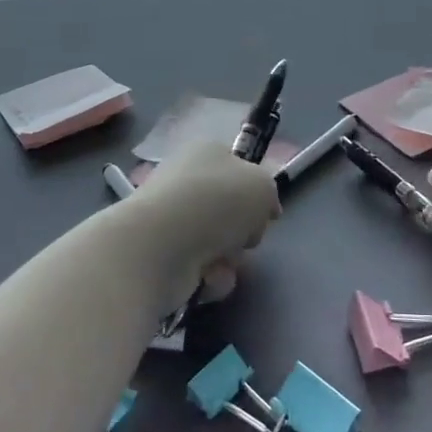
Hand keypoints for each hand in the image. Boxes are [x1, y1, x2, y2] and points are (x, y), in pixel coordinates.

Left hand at [126, 139, 280, 298]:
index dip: (255, 191)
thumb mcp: (262, 186)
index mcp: (205, 153)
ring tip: (222, 262)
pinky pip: (203, 271)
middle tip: (246, 239)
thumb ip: (269, 194)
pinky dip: (211, 278)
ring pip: (219, 245)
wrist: (162, 244)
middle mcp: (185, 183)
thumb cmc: (216, 201)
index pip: (237, 168)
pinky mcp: (162, 258)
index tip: (267, 212)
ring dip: (230, 259)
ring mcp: (171, 222)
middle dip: (243, 232)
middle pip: (229, 212)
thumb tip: (263, 210)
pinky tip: (205, 278)